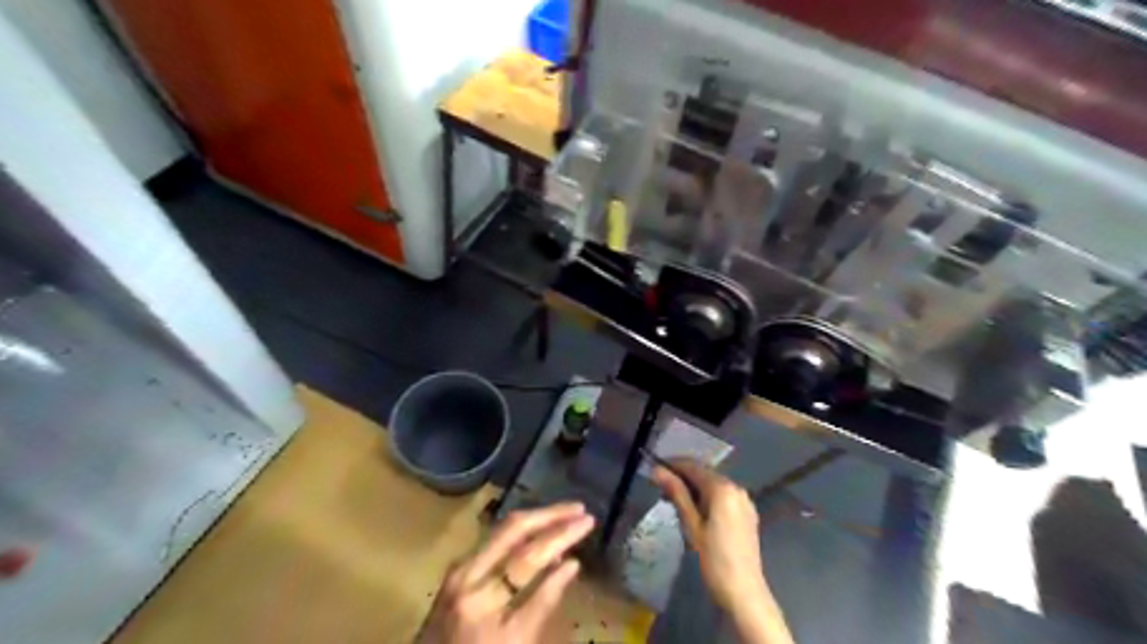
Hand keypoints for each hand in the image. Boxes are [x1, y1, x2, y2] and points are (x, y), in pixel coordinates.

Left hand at [414, 502, 591, 643]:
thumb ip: (543, 606)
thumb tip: (569, 565)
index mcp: (488, 615)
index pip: (534, 568)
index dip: (563, 544)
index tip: (588, 526)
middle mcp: (471, 585)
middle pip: (516, 537)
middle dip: (553, 519)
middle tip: (583, 511)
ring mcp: (460, 573)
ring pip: (503, 531)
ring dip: (538, 517)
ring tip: (566, 512)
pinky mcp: (455, 569)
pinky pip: (493, 539)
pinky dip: (520, 530)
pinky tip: (537, 527)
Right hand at [649, 461, 764, 611]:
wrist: (744, 593)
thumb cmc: (713, 559)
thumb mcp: (691, 525)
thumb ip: (677, 494)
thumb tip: (657, 470)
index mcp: (723, 488)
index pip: (693, 466)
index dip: (672, 465)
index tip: (654, 469)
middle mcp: (736, 488)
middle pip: (705, 474)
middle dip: (682, 477)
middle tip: (660, 489)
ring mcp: (744, 501)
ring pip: (713, 485)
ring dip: (693, 488)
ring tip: (673, 501)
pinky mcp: (747, 514)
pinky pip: (723, 497)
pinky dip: (707, 498)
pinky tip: (694, 511)